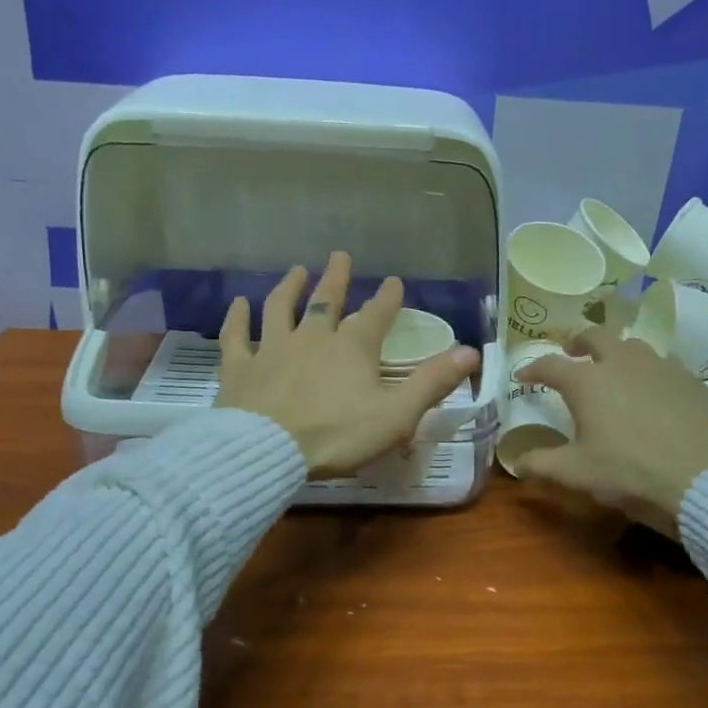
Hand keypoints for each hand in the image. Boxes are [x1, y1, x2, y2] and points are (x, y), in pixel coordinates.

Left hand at [216, 252, 478, 476]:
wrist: (267, 451)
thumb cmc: (338, 436)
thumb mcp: (397, 414)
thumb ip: (432, 382)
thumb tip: (471, 352)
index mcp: (352, 348)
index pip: (376, 314)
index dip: (388, 297)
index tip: (394, 281)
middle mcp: (312, 338)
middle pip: (326, 301)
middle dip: (336, 278)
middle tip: (340, 256)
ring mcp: (271, 349)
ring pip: (280, 308)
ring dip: (289, 287)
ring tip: (296, 270)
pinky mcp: (239, 368)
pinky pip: (236, 336)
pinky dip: (237, 318)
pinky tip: (237, 303)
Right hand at [510, 328, 707, 536]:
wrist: (701, 476)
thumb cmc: (629, 472)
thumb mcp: (577, 473)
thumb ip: (542, 464)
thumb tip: (517, 463)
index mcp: (587, 382)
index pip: (551, 365)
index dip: (533, 369)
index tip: (524, 377)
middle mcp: (621, 362)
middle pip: (595, 336)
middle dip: (579, 342)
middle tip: (573, 354)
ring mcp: (659, 366)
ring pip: (632, 345)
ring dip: (616, 352)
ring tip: (613, 369)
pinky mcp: (689, 378)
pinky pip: (662, 363)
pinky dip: (647, 370)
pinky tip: (652, 389)